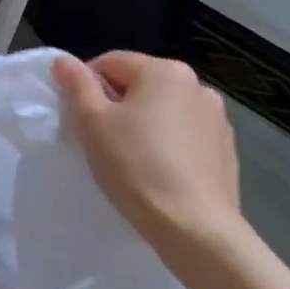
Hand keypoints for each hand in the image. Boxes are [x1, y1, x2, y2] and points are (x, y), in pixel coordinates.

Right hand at [52, 51, 251, 264]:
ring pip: (163, 110)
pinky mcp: (226, 149)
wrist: (195, 227)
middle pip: (139, 84)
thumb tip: (64, 61)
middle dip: (116, 105)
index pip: (109, 63)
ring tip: (131, 159)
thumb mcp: (92, 122)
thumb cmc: (135, 166)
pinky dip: (167, 144)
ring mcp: (217, 118)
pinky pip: (184, 134)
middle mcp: (198, 85)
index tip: (80, 120)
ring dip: (143, 124)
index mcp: (164, 71)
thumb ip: (76, 85)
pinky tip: (158, 172)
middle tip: (101, 140)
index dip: (86, 88)